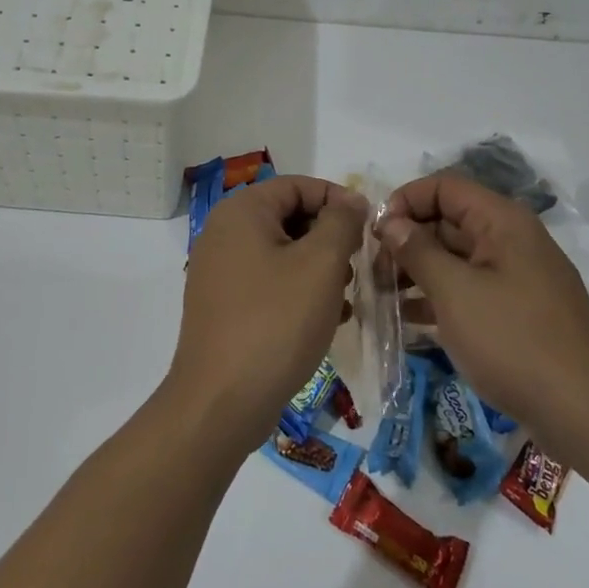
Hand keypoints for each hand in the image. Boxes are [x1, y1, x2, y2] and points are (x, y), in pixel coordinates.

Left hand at [170, 175, 368, 453]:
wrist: (221, 401)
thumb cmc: (276, 322)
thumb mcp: (320, 265)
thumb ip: (341, 222)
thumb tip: (350, 199)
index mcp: (241, 211)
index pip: (298, 186)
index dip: (338, 201)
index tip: (369, 230)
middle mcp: (224, 232)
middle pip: (289, 217)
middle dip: (329, 239)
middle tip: (355, 269)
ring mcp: (219, 270)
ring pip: (282, 252)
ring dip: (318, 269)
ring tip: (343, 299)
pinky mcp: (223, 304)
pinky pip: (268, 282)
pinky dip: (298, 292)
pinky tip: (326, 319)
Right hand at [380, 175, 588, 454]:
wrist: (583, 413)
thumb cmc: (512, 341)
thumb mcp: (455, 292)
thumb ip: (418, 251)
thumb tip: (391, 223)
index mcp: (502, 221)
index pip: (444, 187)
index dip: (406, 201)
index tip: (377, 235)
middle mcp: (511, 240)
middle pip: (448, 221)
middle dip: (407, 241)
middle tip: (373, 272)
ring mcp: (516, 277)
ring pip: (455, 258)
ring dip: (417, 271)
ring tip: (382, 295)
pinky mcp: (516, 311)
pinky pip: (469, 289)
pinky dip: (438, 297)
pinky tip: (407, 319)